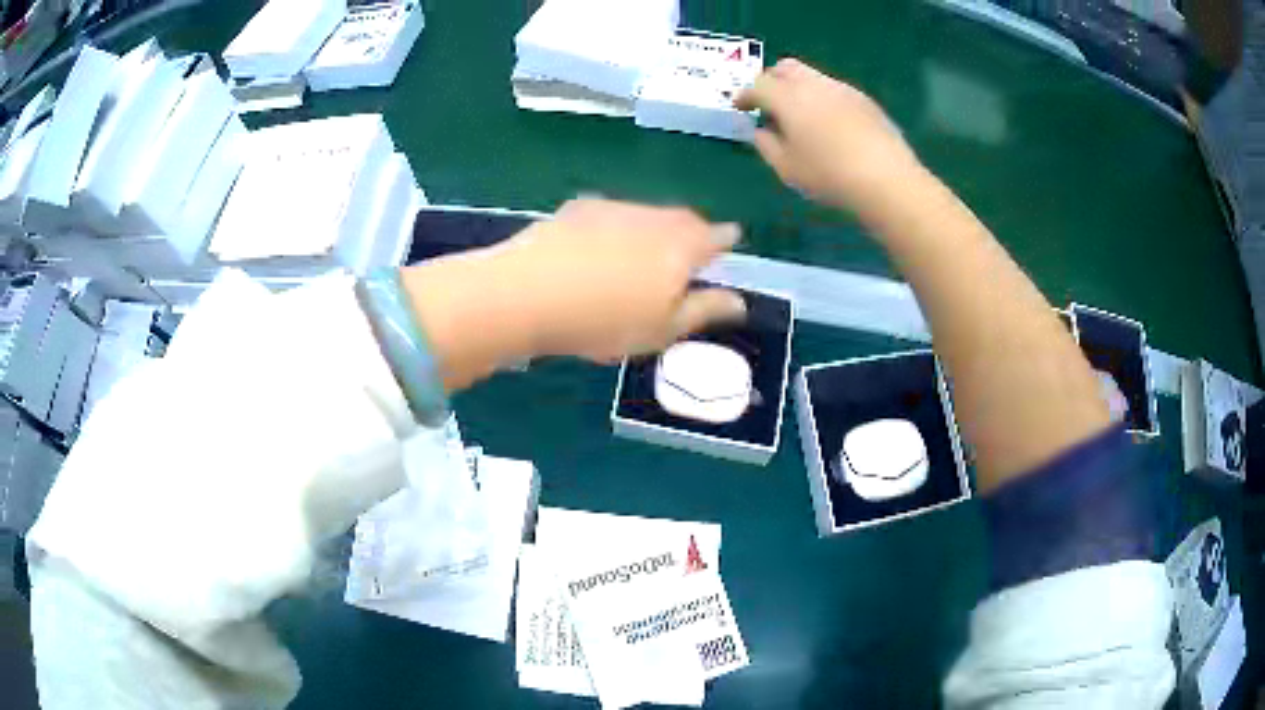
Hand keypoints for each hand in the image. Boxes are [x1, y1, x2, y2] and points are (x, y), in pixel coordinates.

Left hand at [402, 198, 745, 388]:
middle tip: (689, 249)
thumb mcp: (662, 329)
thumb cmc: (605, 321)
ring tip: (644, 252)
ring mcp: (614, 208)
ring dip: (654, 227)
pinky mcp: (579, 208)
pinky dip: (617, 226)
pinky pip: (611, 214)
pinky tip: (600, 247)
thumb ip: (703, 311)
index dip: (725, 240)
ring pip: (646, 213)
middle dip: (691, 231)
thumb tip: (739, 301)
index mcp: (682, 247)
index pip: (715, 237)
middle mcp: (653, 218)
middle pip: (682, 218)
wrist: (528, 292)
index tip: (730, 241)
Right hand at [736, 59, 922, 219]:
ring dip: (798, 87)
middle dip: (771, 80)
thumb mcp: (787, 168)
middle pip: (785, 68)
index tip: (740, 107)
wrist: (887, 179)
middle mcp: (813, 85)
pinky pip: (834, 89)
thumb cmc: (829, 176)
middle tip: (767, 102)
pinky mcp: (864, 100)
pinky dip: (822, 98)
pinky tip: (828, 123)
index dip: (745, 95)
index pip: (758, 85)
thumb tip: (761, 130)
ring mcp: (842, 89)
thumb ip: (766, 145)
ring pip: (811, 75)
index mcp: (788, 98)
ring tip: (799, 113)